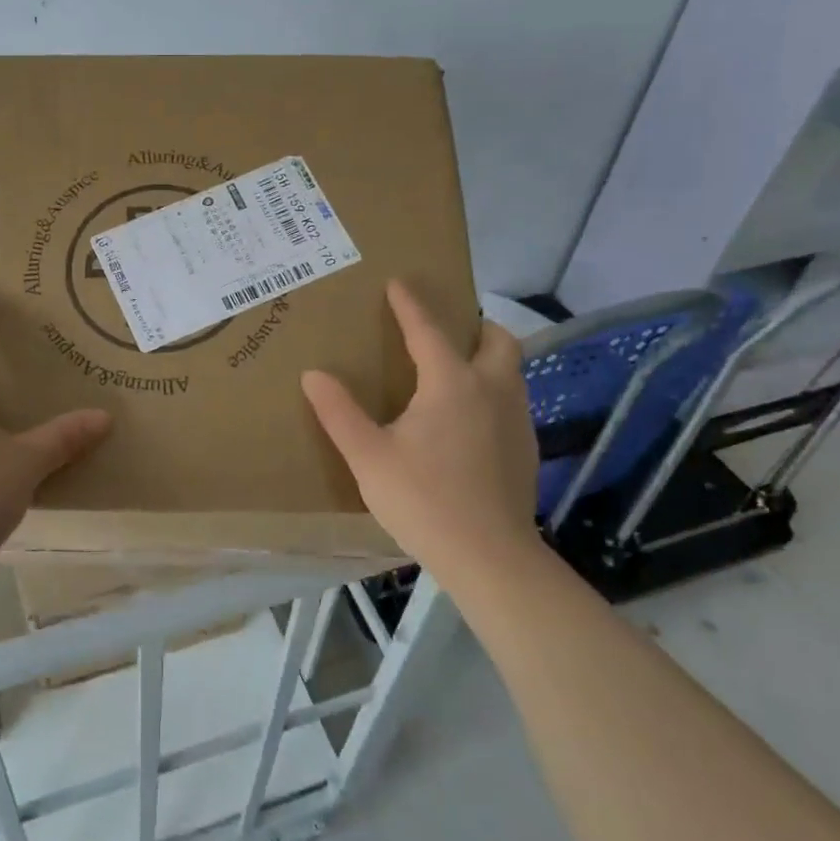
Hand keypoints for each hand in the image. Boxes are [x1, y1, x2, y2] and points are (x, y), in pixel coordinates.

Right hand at [301, 280, 540, 581]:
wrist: (490, 557)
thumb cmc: (423, 500)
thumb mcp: (368, 457)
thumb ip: (339, 413)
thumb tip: (313, 374)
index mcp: (452, 383)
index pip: (428, 330)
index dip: (410, 304)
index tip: (398, 283)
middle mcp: (493, 390)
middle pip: (496, 340)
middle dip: (474, 326)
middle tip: (446, 332)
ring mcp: (517, 420)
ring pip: (511, 371)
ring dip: (486, 359)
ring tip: (455, 373)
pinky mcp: (526, 450)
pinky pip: (512, 402)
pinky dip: (493, 393)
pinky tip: (469, 423)